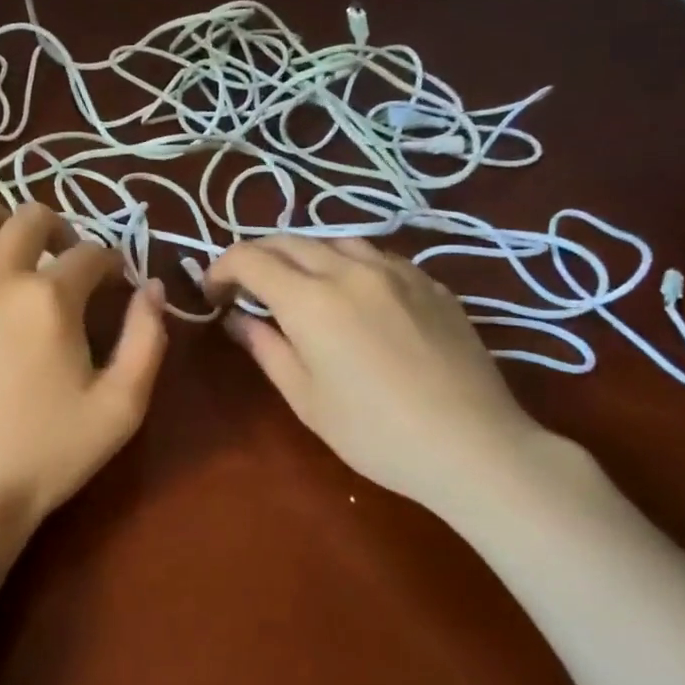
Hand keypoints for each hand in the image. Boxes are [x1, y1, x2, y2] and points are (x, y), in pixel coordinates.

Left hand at [0, 191, 168, 547]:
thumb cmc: (48, 454)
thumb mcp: (122, 407)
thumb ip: (147, 338)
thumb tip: (152, 288)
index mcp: (48, 298)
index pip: (92, 253)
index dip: (111, 265)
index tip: (113, 285)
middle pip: (32, 216)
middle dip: (62, 233)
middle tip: (67, 268)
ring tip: (11, 255)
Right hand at [203, 236, 548, 516]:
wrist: (472, 445)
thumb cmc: (374, 433)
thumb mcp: (304, 397)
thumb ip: (265, 347)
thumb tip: (237, 317)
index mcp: (311, 300)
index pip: (250, 259)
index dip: (222, 268)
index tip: (213, 293)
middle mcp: (350, 270)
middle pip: (289, 240)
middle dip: (256, 256)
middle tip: (244, 287)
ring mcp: (396, 271)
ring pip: (334, 240)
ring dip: (302, 254)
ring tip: (296, 285)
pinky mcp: (430, 282)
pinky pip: (375, 255)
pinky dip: (346, 263)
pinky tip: (352, 293)